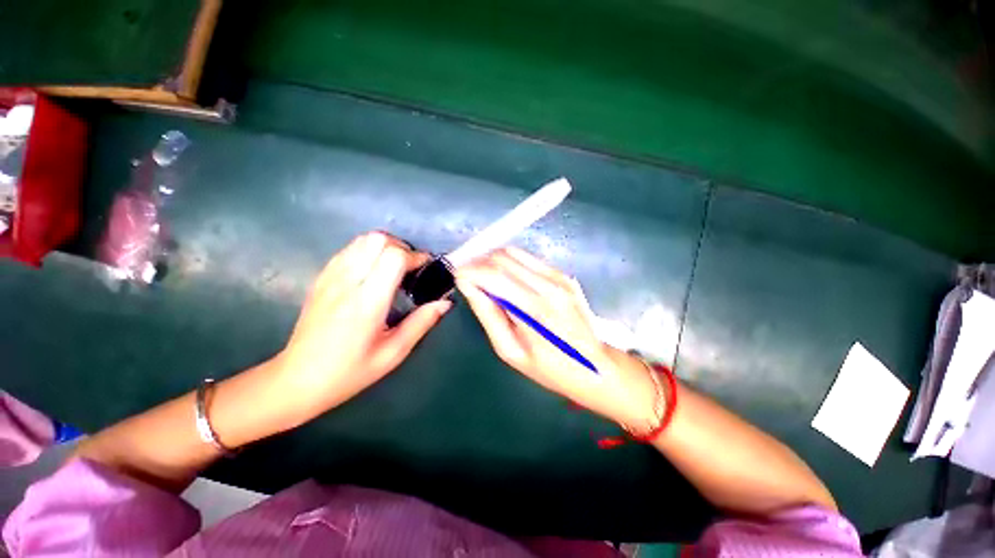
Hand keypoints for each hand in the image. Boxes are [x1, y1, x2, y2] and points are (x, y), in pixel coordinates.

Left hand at [274, 232, 450, 417]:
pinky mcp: (321, 278)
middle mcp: (347, 282)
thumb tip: (445, 302)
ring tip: (395, 268)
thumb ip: (421, 323)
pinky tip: (373, 271)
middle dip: (402, 247)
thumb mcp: (393, 353)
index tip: (426, 269)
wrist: (297, 380)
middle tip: (411, 268)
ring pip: (362, 240)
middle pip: (377, 239)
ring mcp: (330, 277)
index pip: (393, 257)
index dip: (415, 257)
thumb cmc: (350, 371)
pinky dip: (367, 250)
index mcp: (367, 302)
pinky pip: (349, 249)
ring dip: (385, 246)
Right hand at [455, 248, 657, 428]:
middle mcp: (548, 285)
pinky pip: (529, 259)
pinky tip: (507, 280)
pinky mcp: (564, 274)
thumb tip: (469, 286)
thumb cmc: (551, 368)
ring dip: (493, 260)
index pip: (493, 274)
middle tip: (469, 278)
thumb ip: (488, 315)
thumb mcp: (511, 351)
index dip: (469, 271)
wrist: (596, 366)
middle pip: (502, 257)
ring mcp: (559, 277)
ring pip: (514, 252)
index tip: (457, 277)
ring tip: (485, 278)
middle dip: (478, 262)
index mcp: (535, 310)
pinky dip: (511, 263)